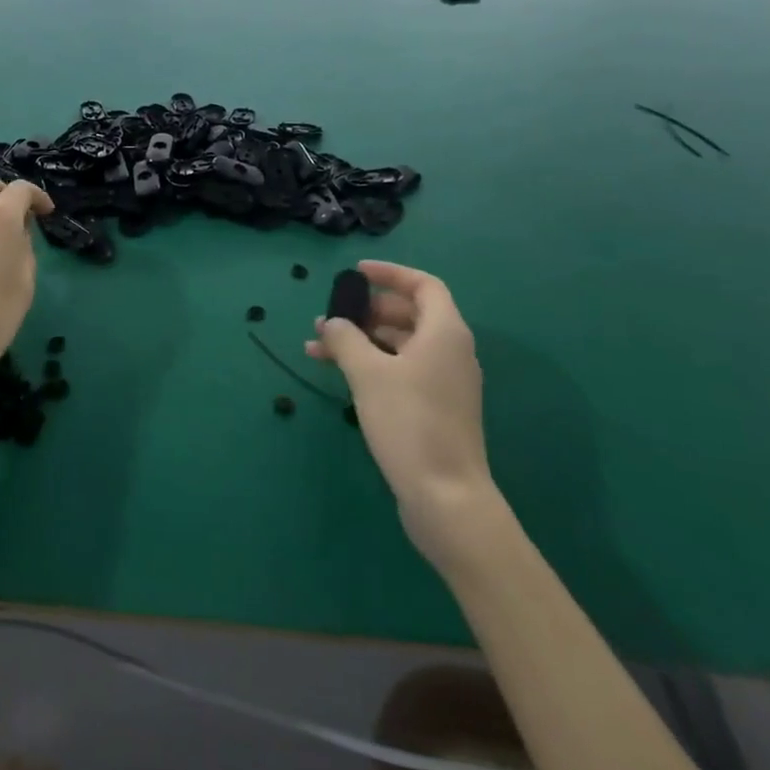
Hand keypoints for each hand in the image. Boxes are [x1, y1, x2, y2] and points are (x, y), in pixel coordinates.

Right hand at [306, 261, 498, 564]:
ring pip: (400, 345)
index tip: (356, 273)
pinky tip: (339, 375)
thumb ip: (345, 339)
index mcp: (444, 332)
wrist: (445, 496)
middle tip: (332, 317)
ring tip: (318, 348)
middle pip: (409, 314)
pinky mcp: (435, 408)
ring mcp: (445, 382)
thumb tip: (331, 323)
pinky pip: (401, 370)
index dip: (390, 274)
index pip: (423, 285)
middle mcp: (451, 351)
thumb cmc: (409, 421)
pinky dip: (372, 365)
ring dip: (362, 340)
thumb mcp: (367, 373)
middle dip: (367, 311)